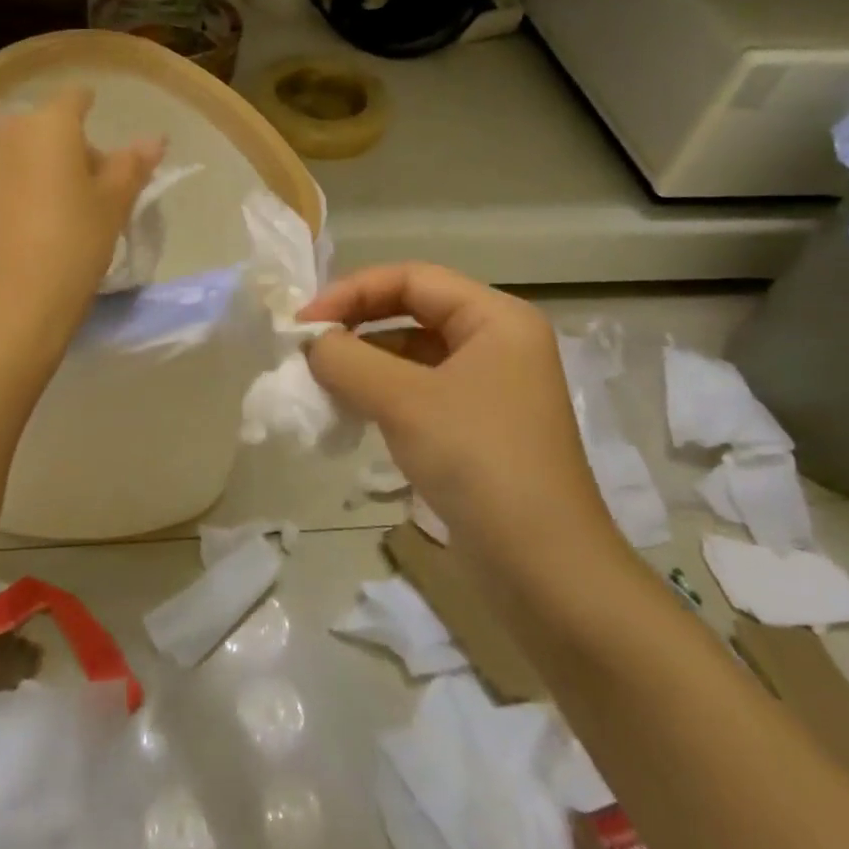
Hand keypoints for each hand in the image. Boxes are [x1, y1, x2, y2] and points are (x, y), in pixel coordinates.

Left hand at [0, 86, 164, 341]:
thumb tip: (153, 138)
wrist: (3, 309)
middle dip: (54, 149)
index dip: (87, 110)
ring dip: (17, 171)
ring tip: (31, 215)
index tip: (94, 133)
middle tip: (73, 192)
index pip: (73, 99)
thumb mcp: (112, 209)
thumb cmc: (71, 250)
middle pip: (34, 129)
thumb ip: (131, 166)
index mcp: (48, 126)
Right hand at [302, 265, 624, 573]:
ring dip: (365, 362)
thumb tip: (311, 342)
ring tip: (322, 382)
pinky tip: (352, 411)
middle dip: (357, 325)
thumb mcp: (404, 401)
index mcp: (496, 318)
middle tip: (307, 349)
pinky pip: (421, 391)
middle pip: (413, 311)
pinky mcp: (479, 427)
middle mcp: (498, 343)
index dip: (352, 291)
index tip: (304, 323)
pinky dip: (383, 393)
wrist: (544, 569)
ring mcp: (491, 387)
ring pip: (414, 354)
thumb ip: (347, 359)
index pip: (412, 278)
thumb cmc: (479, 462)